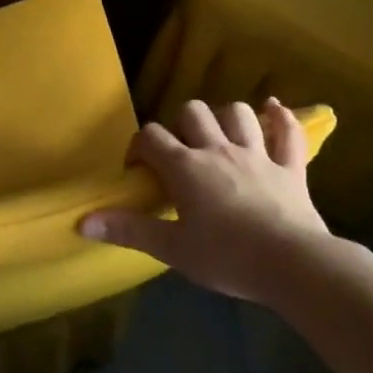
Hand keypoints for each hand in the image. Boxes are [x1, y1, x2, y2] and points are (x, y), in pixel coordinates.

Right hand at [81, 99, 330, 303]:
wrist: (290, 263)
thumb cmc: (225, 257)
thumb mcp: (171, 249)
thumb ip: (128, 230)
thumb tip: (82, 222)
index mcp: (186, 167)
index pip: (152, 138)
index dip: (139, 147)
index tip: (138, 170)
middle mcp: (219, 150)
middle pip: (194, 112)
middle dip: (181, 125)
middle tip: (180, 154)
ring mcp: (258, 154)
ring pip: (239, 113)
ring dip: (226, 117)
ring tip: (220, 135)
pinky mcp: (290, 167)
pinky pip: (288, 132)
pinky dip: (281, 118)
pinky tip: (274, 109)